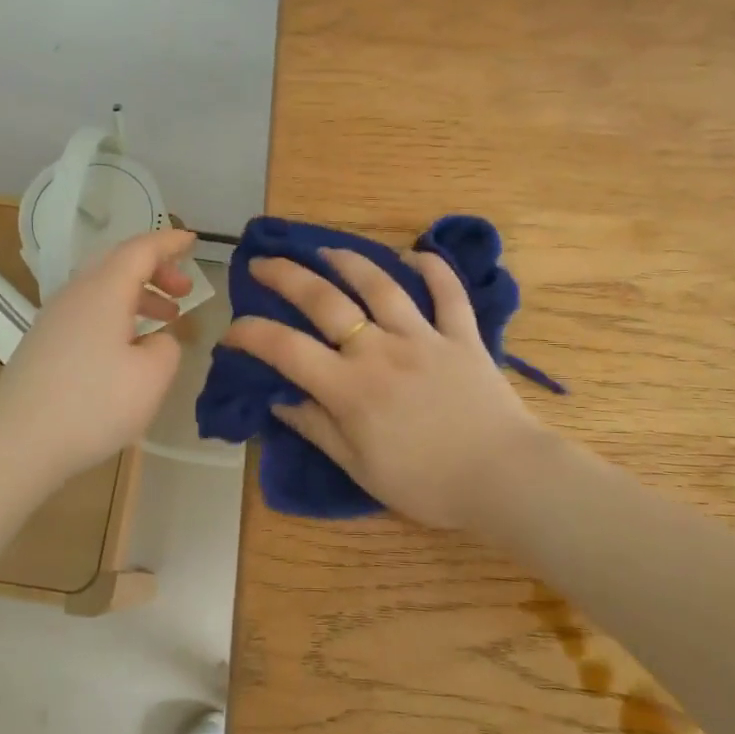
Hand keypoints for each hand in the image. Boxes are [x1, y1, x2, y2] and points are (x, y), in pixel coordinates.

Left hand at [0, 227, 195, 481]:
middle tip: (184, 291)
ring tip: (166, 319)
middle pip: (118, 264)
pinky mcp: (44, 344)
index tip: (193, 241)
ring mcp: (54, 319)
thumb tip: (156, 341)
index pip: (141, 250)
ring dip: (138, 295)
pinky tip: (128, 347)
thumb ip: (167, 348)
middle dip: (156, 270)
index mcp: (105, 290)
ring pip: (103, 290)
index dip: (169, 242)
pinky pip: (89, 312)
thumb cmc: (93, 404)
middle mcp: (76, 295)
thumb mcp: (152, 377)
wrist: (16, 443)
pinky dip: (118, 315)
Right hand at [221, 246, 552, 529]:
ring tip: (327, 250)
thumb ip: (318, 429)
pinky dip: (433, 268)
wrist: (502, 478)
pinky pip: (448, 292)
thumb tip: (280, 402)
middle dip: (287, 277)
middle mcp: (380, 350)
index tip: (232, 330)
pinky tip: (415, 254)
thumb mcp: (360, 468)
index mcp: (350, 388)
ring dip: (349, 261)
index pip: (286, 350)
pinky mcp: (462, 335)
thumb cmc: (426, 483)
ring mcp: (424, 337)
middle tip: (263, 262)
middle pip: (325, 301)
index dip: (252, 335)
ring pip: (381, 285)